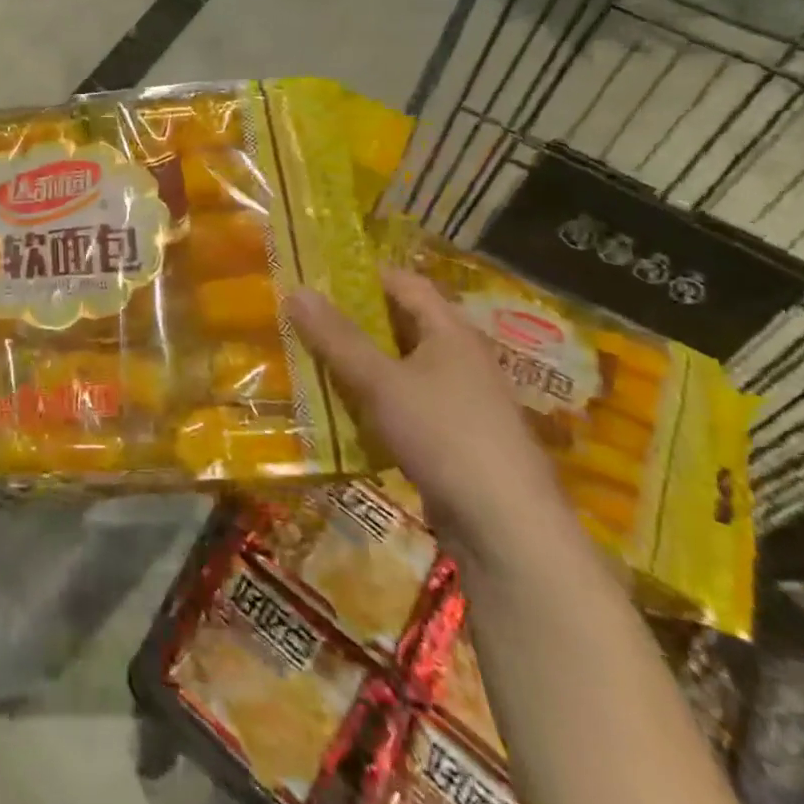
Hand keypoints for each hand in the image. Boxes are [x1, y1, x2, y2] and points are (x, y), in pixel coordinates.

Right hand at [286, 270, 575, 572]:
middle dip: (353, 320)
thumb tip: (295, 290)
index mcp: (451, 331)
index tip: (316, 276)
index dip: (361, 274)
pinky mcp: (453, 438)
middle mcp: (460, 357)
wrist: (508, 529)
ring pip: (400, 366)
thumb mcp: (381, 382)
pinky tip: (342, 409)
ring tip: (311, 358)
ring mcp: (460, 400)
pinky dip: (374, 399)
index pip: (404, 282)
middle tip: (303, 317)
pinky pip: (405, 403)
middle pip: (401, 323)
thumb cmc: (445, 436)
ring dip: (360, 362)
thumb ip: (337, 338)